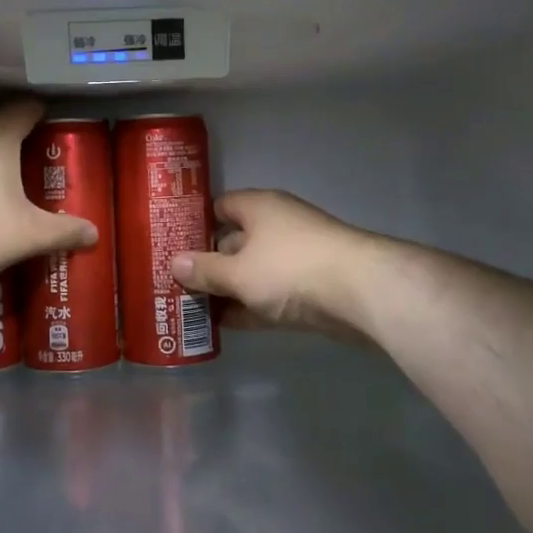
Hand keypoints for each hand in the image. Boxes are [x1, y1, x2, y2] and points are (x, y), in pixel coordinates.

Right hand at [169, 190, 382, 343]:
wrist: (361, 293)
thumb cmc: (290, 269)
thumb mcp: (239, 272)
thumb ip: (205, 270)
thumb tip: (174, 263)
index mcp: (258, 207)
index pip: (219, 207)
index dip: (195, 224)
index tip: (170, 244)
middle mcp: (277, 226)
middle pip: (234, 241)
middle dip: (208, 262)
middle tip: (175, 283)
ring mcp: (296, 258)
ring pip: (252, 271)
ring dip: (228, 290)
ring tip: (192, 308)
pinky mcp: (311, 288)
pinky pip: (270, 295)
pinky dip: (251, 307)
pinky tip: (226, 326)